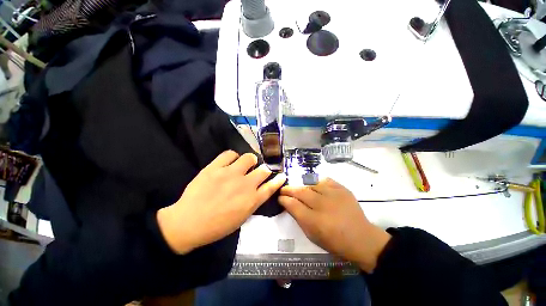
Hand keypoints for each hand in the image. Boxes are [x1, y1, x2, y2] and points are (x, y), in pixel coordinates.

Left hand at [157, 150, 286, 253]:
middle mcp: (245, 184)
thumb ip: (254, 202)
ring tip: (244, 164)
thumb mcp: (241, 218)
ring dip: (250, 161)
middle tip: (258, 171)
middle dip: (264, 169)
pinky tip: (230, 162)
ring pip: (249, 157)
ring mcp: (230, 174)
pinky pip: (230, 154)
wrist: (187, 223)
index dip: (278, 180)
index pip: (271, 186)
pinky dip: (232, 157)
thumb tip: (260, 190)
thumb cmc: (216, 226)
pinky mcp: (215, 167)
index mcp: (251, 200)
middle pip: (263, 170)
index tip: (282, 175)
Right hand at [279, 178, 390, 272]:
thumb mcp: (313, 236)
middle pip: (301, 192)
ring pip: (311, 184)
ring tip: (298, 188)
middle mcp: (323, 205)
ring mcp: (334, 195)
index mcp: (314, 221)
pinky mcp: (342, 189)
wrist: (362, 238)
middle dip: (289, 189)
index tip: (280, 197)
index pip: (293, 205)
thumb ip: (299, 219)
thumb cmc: (335, 242)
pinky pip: (325, 180)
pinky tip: (314, 185)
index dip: (284, 199)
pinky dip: (317, 182)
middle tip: (284, 189)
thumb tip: (289, 205)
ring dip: (302, 185)